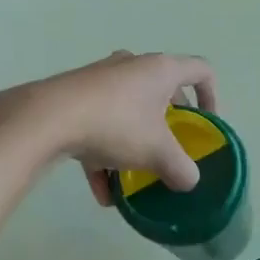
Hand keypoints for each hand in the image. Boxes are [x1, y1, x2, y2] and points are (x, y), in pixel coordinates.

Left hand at [0, 52, 216, 204]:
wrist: (47, 118)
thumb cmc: (117, 125)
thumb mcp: (158, 153)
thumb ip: (181, 169)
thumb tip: (189, 181)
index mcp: (161, 70)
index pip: (201, 71)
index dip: (212, 96)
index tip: (207, 124)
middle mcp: (132, 66)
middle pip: (161, 89)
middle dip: (168, 122)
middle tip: (170, 146)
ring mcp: (99, 79)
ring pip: (126, 110)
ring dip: (133, 143)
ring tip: (133, 179)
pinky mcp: (73, 96)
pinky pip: (97, 126)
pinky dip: (103, 156)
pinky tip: (101, 193)